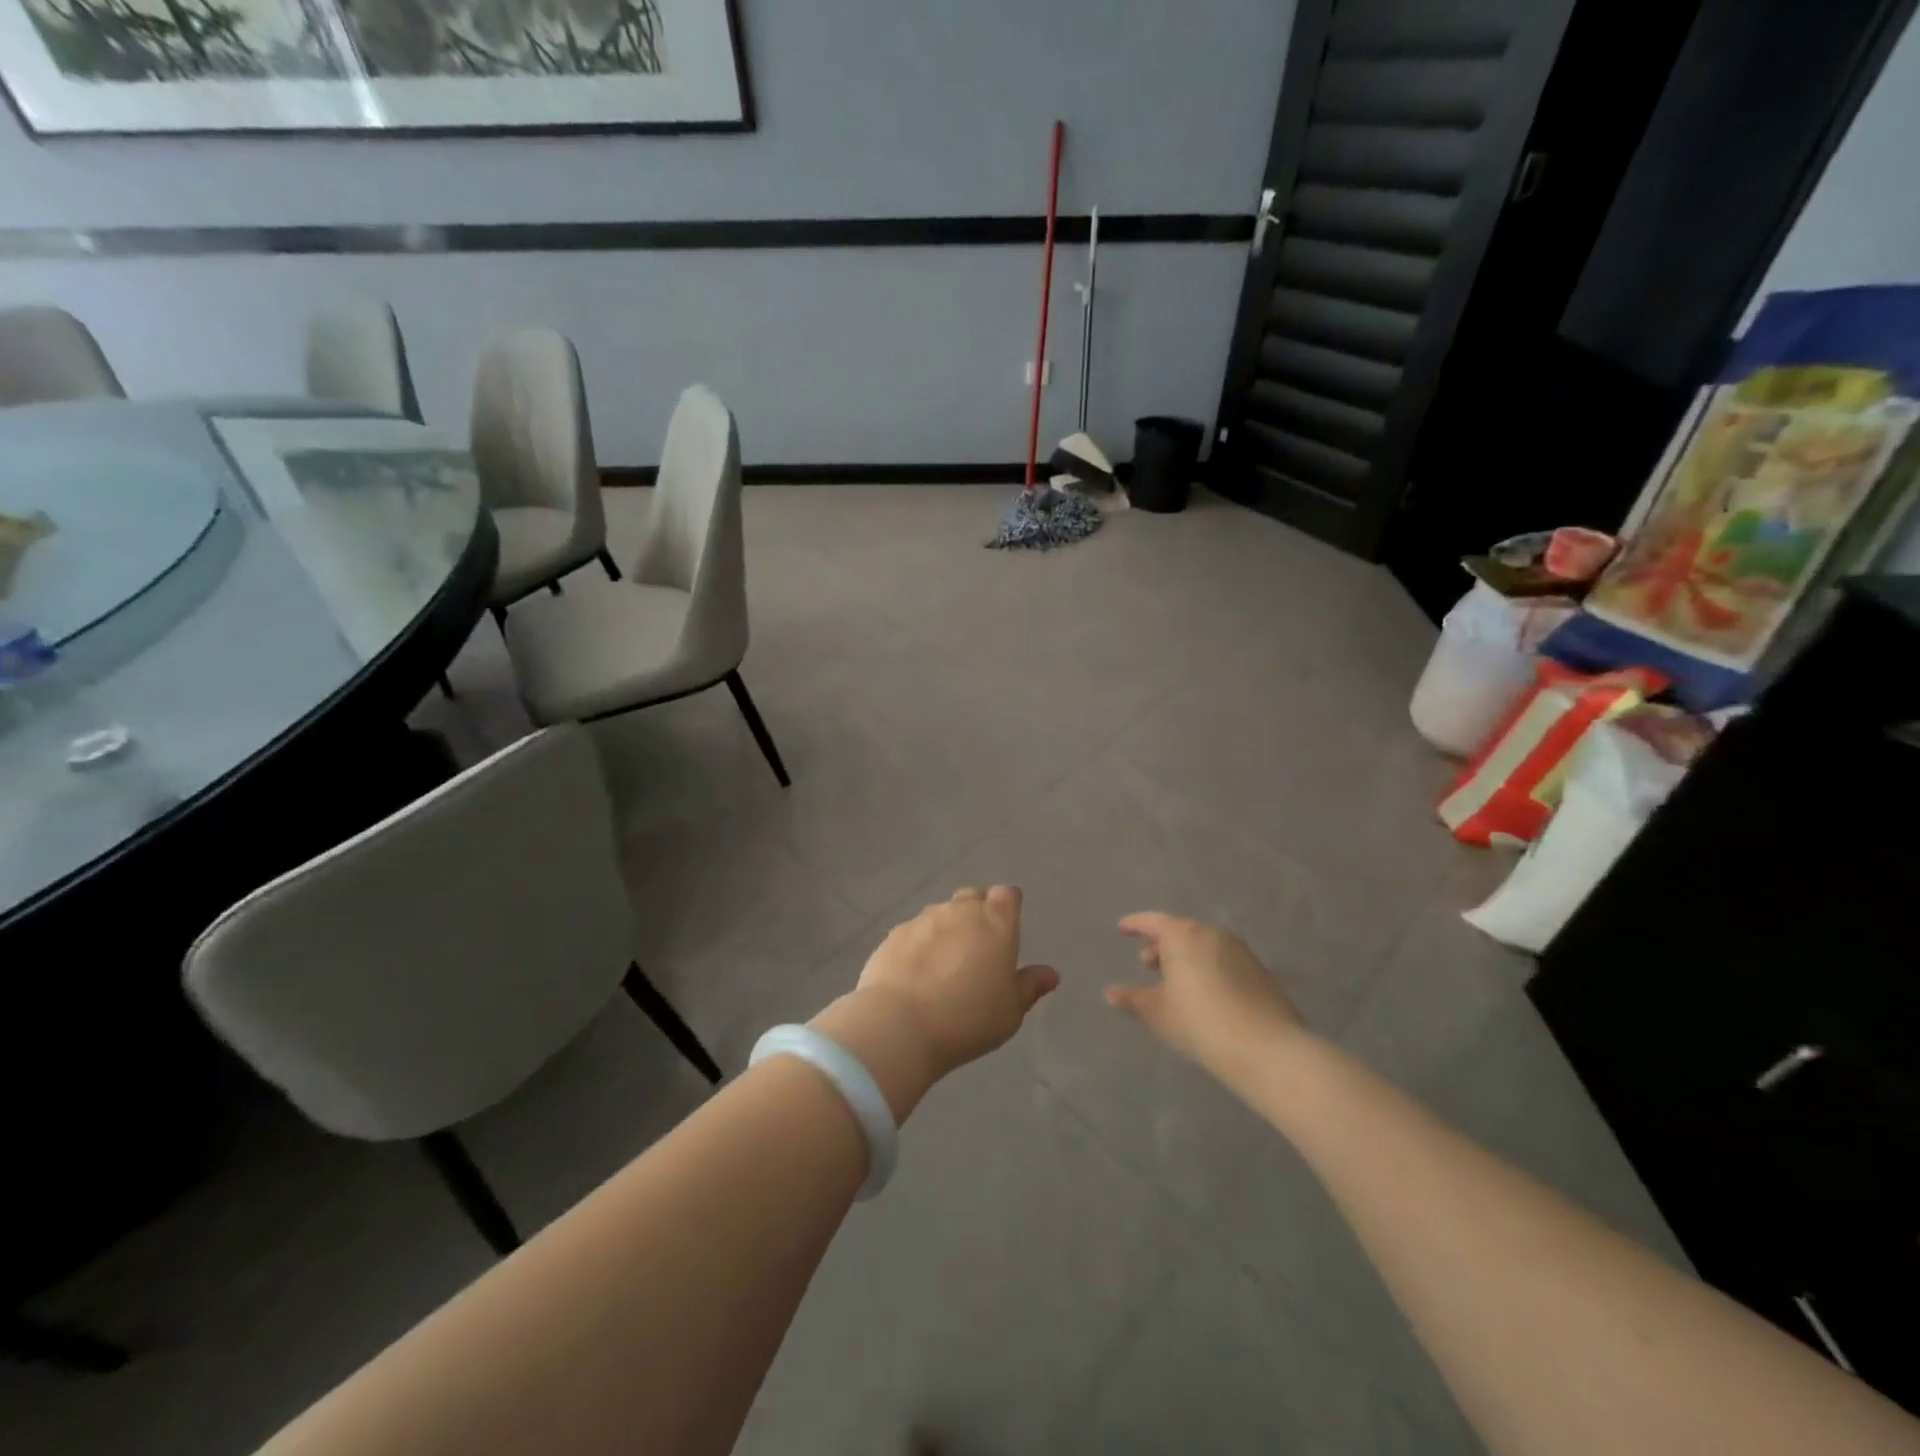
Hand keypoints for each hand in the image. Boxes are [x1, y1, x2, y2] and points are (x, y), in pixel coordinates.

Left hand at [812, 887, 1058, 1119]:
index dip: (1007, 907)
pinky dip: (919, 945)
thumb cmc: (968, 1018)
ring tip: (944, 965)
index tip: (1006, 928)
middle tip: (978, 948)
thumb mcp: (1010, 1011)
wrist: (900, 1024)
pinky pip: (914, 932)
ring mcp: (924, 919)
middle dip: (977, 914)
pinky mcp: (894, 935)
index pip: (1007, 895)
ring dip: (946, 930)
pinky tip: (916, 974)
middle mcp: (960, 911)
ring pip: (941, 914)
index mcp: (996, 922)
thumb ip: (1030, 986)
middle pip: (972, 897)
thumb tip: (1051, 974)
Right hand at [1104, 912, 1305, 1084]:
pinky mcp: (1260, 973)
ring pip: (1204, 947)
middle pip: (1181, 932)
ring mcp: (1241, 952)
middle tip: (1147, 964)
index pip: (1153, 921)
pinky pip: (1224, 962)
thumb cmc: (1198, 1021)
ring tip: (1176, 983)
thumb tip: (1110, 993)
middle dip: (1162, 946)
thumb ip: (1132, 998)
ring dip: (1186, 959)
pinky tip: (1205, 996)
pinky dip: (1208, 970)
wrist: (1265, 1048)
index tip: (1123, 929)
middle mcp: (1213, 934)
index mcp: (1183, 935)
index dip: (1135, 925)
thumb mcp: (1157, 1011)